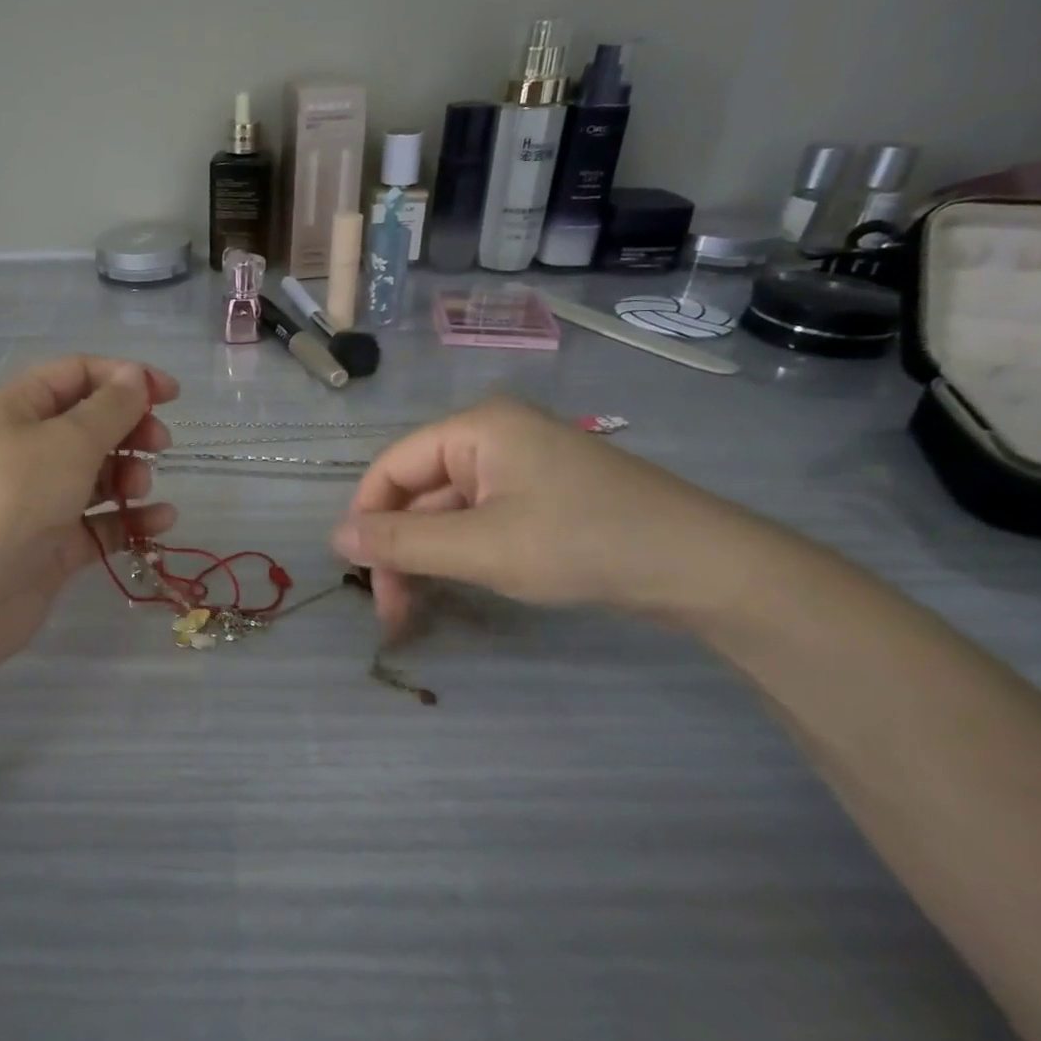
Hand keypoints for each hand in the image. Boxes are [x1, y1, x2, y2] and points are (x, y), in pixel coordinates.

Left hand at [0, 356, 178, 665]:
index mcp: (15, 409)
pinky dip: (128, 518)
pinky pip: (98, 522)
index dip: (126, 378)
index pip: (77, 374)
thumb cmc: (14, 498)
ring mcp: (37, 499)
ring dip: (128, 474)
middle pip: (89, 424)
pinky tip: (162, 520)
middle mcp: (24, 448)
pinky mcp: (51, 544)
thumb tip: (135, 376)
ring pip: (96, 474)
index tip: (171, 395)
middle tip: (160, 445)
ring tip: (140, 488)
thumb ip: (111, 408)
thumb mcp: (68, 441)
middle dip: (130, 429)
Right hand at [332, 396, 763, 631]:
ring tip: (414, 612)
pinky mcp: (540, 494)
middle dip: (398, 549)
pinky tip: (456, 586)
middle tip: (391, 612)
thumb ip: (403, 542)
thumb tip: (336, 538)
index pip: (391, 467)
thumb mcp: (482, 547)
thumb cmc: (582, 543)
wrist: (705, 568)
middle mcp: (491, 436)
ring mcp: (519, 465)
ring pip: (446, 510)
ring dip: (427, 557)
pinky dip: (459, 553)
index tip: (358, 576)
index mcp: (474, 427)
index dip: (366, 518)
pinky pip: (478, 518)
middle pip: (417, 491)